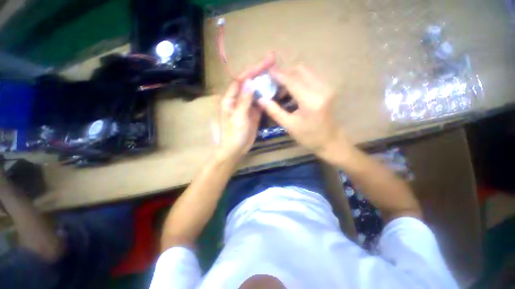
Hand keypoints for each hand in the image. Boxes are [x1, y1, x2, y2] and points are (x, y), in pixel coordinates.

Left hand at [216, 55, 274, 159]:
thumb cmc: (233, 134)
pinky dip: (266, 96)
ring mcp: (247, 106)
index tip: (265, 62)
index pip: (241, 80)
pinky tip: (274, 90)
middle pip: (249, 83)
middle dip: (260, 72)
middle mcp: (238, 100)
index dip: (252, 70)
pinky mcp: (253, 113)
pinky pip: (260, 102)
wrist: (235, 149)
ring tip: (276, 74)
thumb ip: (244, 100)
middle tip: (273, 61)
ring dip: (264, 83)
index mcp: (230, 99)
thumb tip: (250, 82)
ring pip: (256, 91)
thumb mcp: (238, 117)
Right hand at [258, 65, 350, 161]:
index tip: (267, 72)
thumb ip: (274, 111)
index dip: (278, 75)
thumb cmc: (309, 137)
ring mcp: (326, 87)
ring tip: (281, 89)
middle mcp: (321, 89)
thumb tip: (260, 99)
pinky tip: (292, 92)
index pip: (292, 80)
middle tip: (274, 83)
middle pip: (300, 70)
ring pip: (306, 72)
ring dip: (292, 76)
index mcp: (311, 101)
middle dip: (285, 73)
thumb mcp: (289, 126)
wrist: (331, 140)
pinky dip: (299, 80)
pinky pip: (310, 77)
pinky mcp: (327, 89)